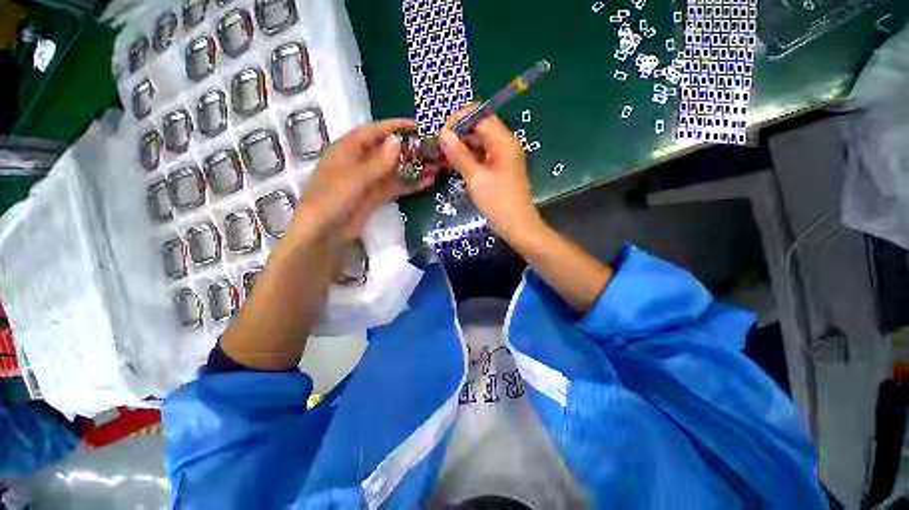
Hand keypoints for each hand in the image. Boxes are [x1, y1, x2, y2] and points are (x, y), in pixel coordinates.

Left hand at [293, 119, 435, 240]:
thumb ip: (378, 162)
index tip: (417, 125)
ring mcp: (369, 180)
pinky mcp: (376, 196)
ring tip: (436, 165)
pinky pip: (395, 186)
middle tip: (433, 148)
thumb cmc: (332, 199)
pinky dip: (410, 184)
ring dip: (414, 168)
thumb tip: (397, 140)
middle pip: (388, 151)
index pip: (374, 132)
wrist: (324, 233)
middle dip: (410, 149)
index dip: (395, 126)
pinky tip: (427, 182)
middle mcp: (360, 161)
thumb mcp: (355, 178)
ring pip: (395, 170)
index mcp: (349, 149)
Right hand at [438, 107, 541, 242]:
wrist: (518, 226)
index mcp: (503, 141)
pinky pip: (482, 156)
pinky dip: (468, 158)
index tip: (441, 133)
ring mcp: (503, 157)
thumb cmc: (498, 203)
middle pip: (479, 128)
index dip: (459, 120)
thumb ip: (459, 154)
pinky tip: (453, 165)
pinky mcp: (499, 168)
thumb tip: (443, 133)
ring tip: (442, 156)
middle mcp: (505, 144)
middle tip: (438, 147)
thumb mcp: (476, 178)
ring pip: (479, 143)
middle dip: (458, 134)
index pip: (480, 116)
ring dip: (461, 147)